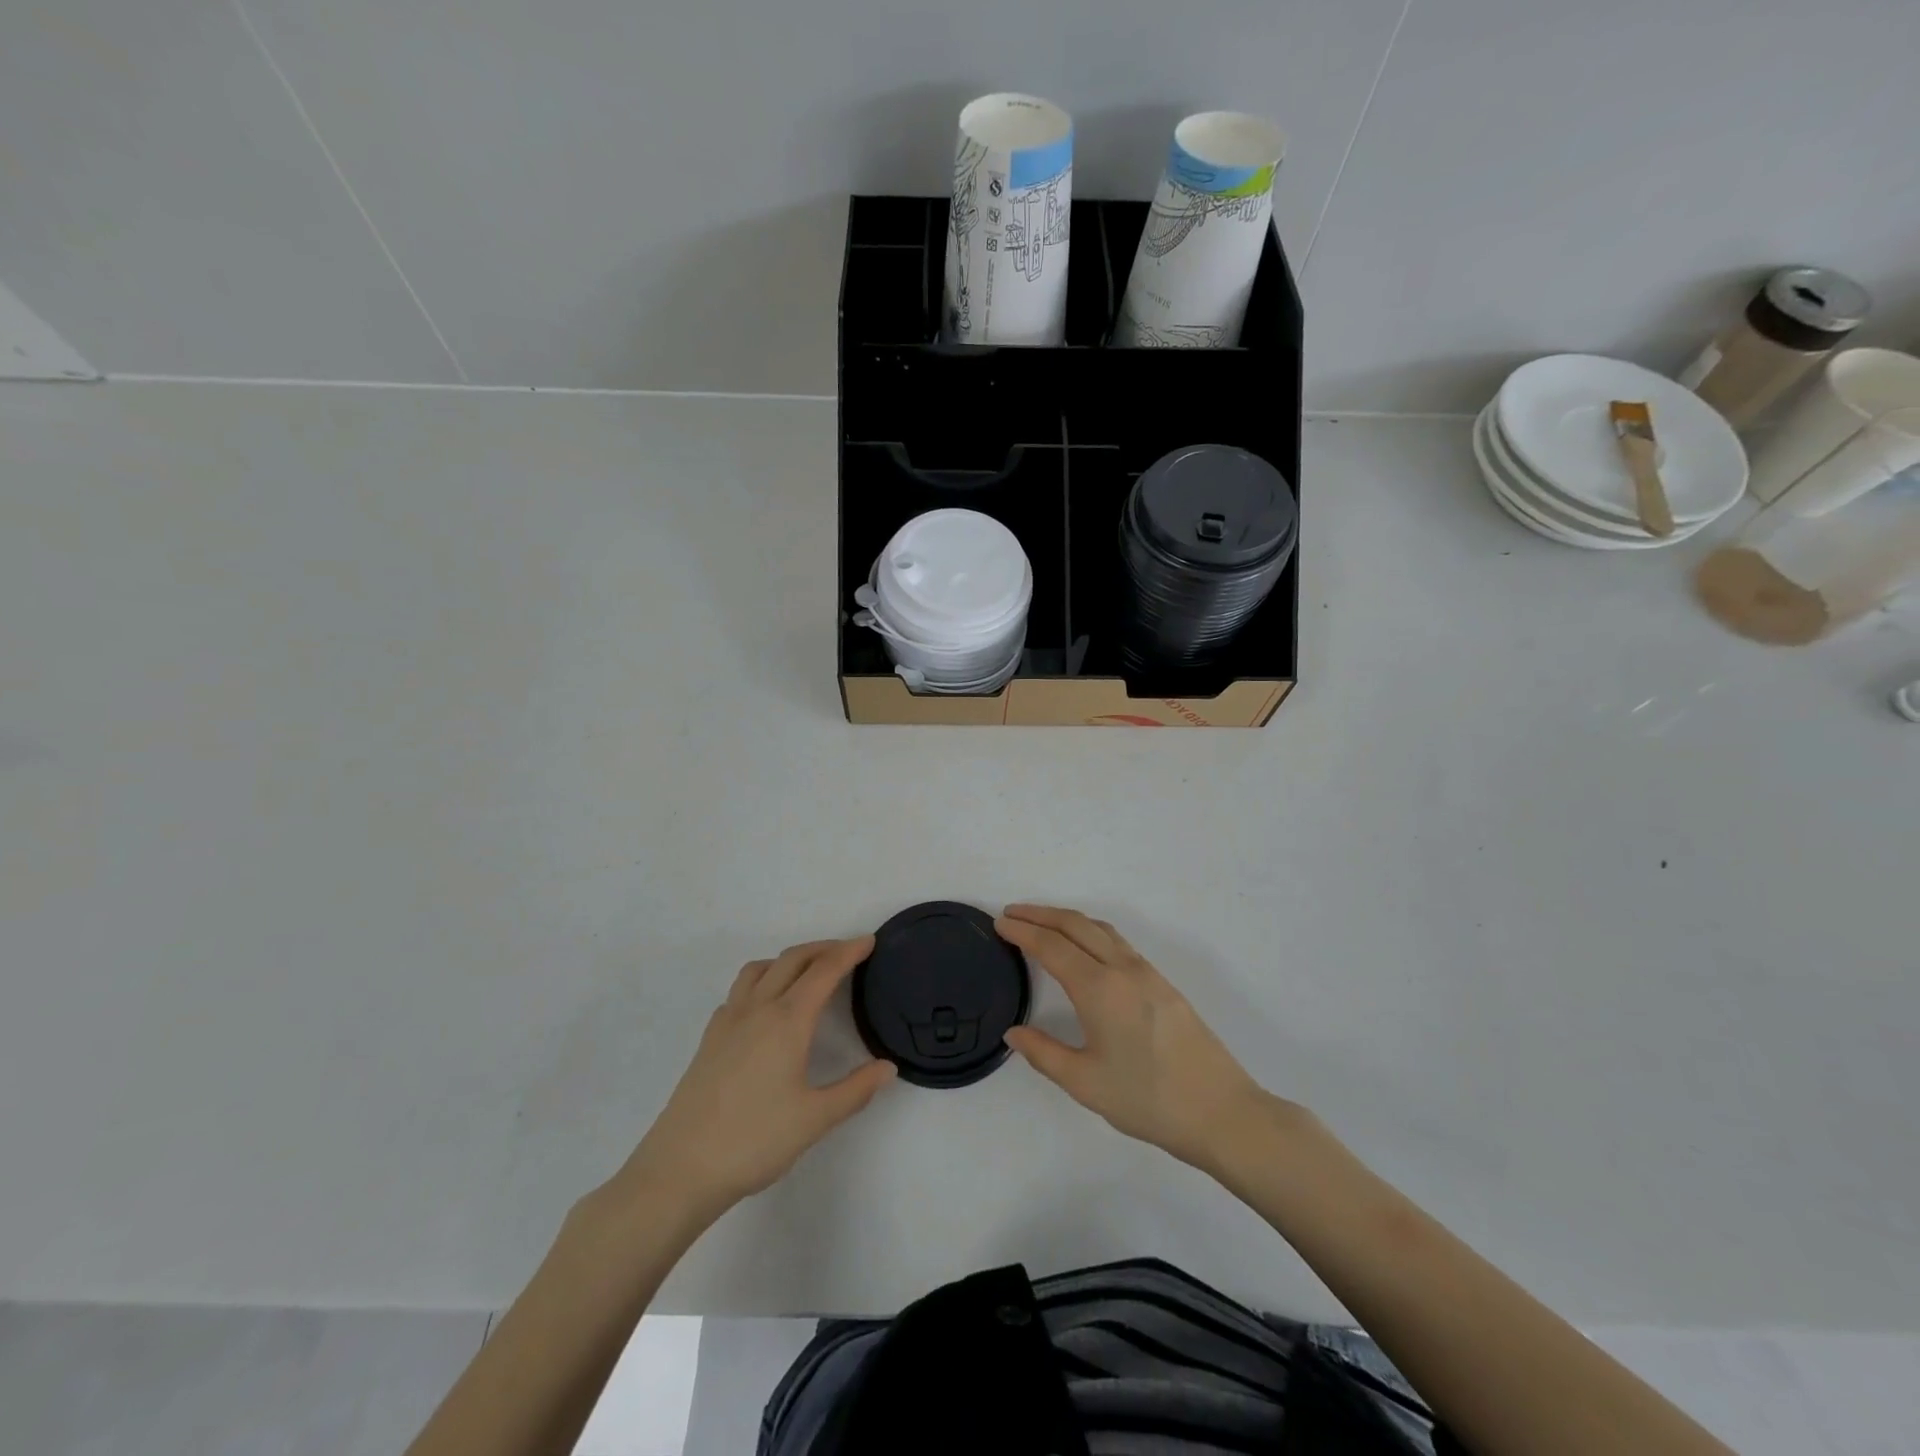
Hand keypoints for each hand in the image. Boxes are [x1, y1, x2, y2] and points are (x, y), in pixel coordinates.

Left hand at [614, 937, 895, 1220]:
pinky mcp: (709, 1039)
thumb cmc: (754, 1141)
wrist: (680, 1169)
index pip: (824, 972)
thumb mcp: (815, 1120)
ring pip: (760, 969)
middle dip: (822, 948)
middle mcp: (757, 1009)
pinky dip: (761, 981)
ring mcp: (728, 1021)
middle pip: (792, 960)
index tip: (869, 941)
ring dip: (788, 959)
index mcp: (787, 1021)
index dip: (849, 952)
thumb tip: (888, 1067)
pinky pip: (738, 991)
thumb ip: (856, 1090)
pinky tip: (765, 1007)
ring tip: (807, 971)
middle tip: (848, 951)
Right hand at [997, 905, 1277, 1171]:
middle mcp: (1122, 969)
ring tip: (1042, 923)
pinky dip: (1090, 931)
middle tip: (1012, 913)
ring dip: (1067, 919)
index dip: (1023, 931)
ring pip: (1100, 929)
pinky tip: (1084, 948)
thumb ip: (1043, 1053)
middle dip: (1041, 914)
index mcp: (1099, 988)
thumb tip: (1013, 1032)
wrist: (1221, 1111)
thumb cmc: (1148, 1100)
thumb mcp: (1085, 1083)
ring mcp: (1147, 973)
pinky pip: (1117, 942)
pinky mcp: (1163, 983)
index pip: (1052, 946)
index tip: (999, 922)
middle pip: (1076, 925)